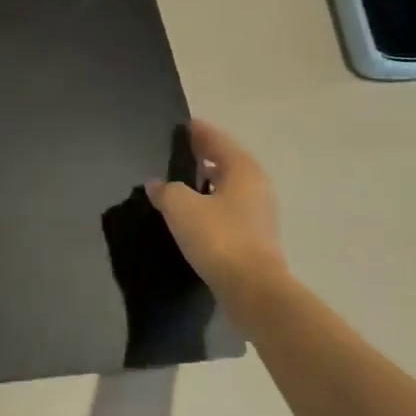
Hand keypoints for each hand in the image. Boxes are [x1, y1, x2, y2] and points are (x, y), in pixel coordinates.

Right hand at [145, 118, 287, 302]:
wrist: (252, 290)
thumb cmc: (218, 238)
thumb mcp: (181, 207)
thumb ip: (166, 190)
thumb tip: (156, 183)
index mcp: (243, 169)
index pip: (217, 140)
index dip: (199, 132)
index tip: (184, 125)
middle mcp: (256, 186)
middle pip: (227, 162)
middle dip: (204, 156)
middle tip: (179, 152)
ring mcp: (259, 214)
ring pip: (229, 187)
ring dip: (208, 182)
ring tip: (182, 181)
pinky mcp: (255, 238)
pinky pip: (229, 209)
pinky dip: (212, 204)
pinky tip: (194, 213)